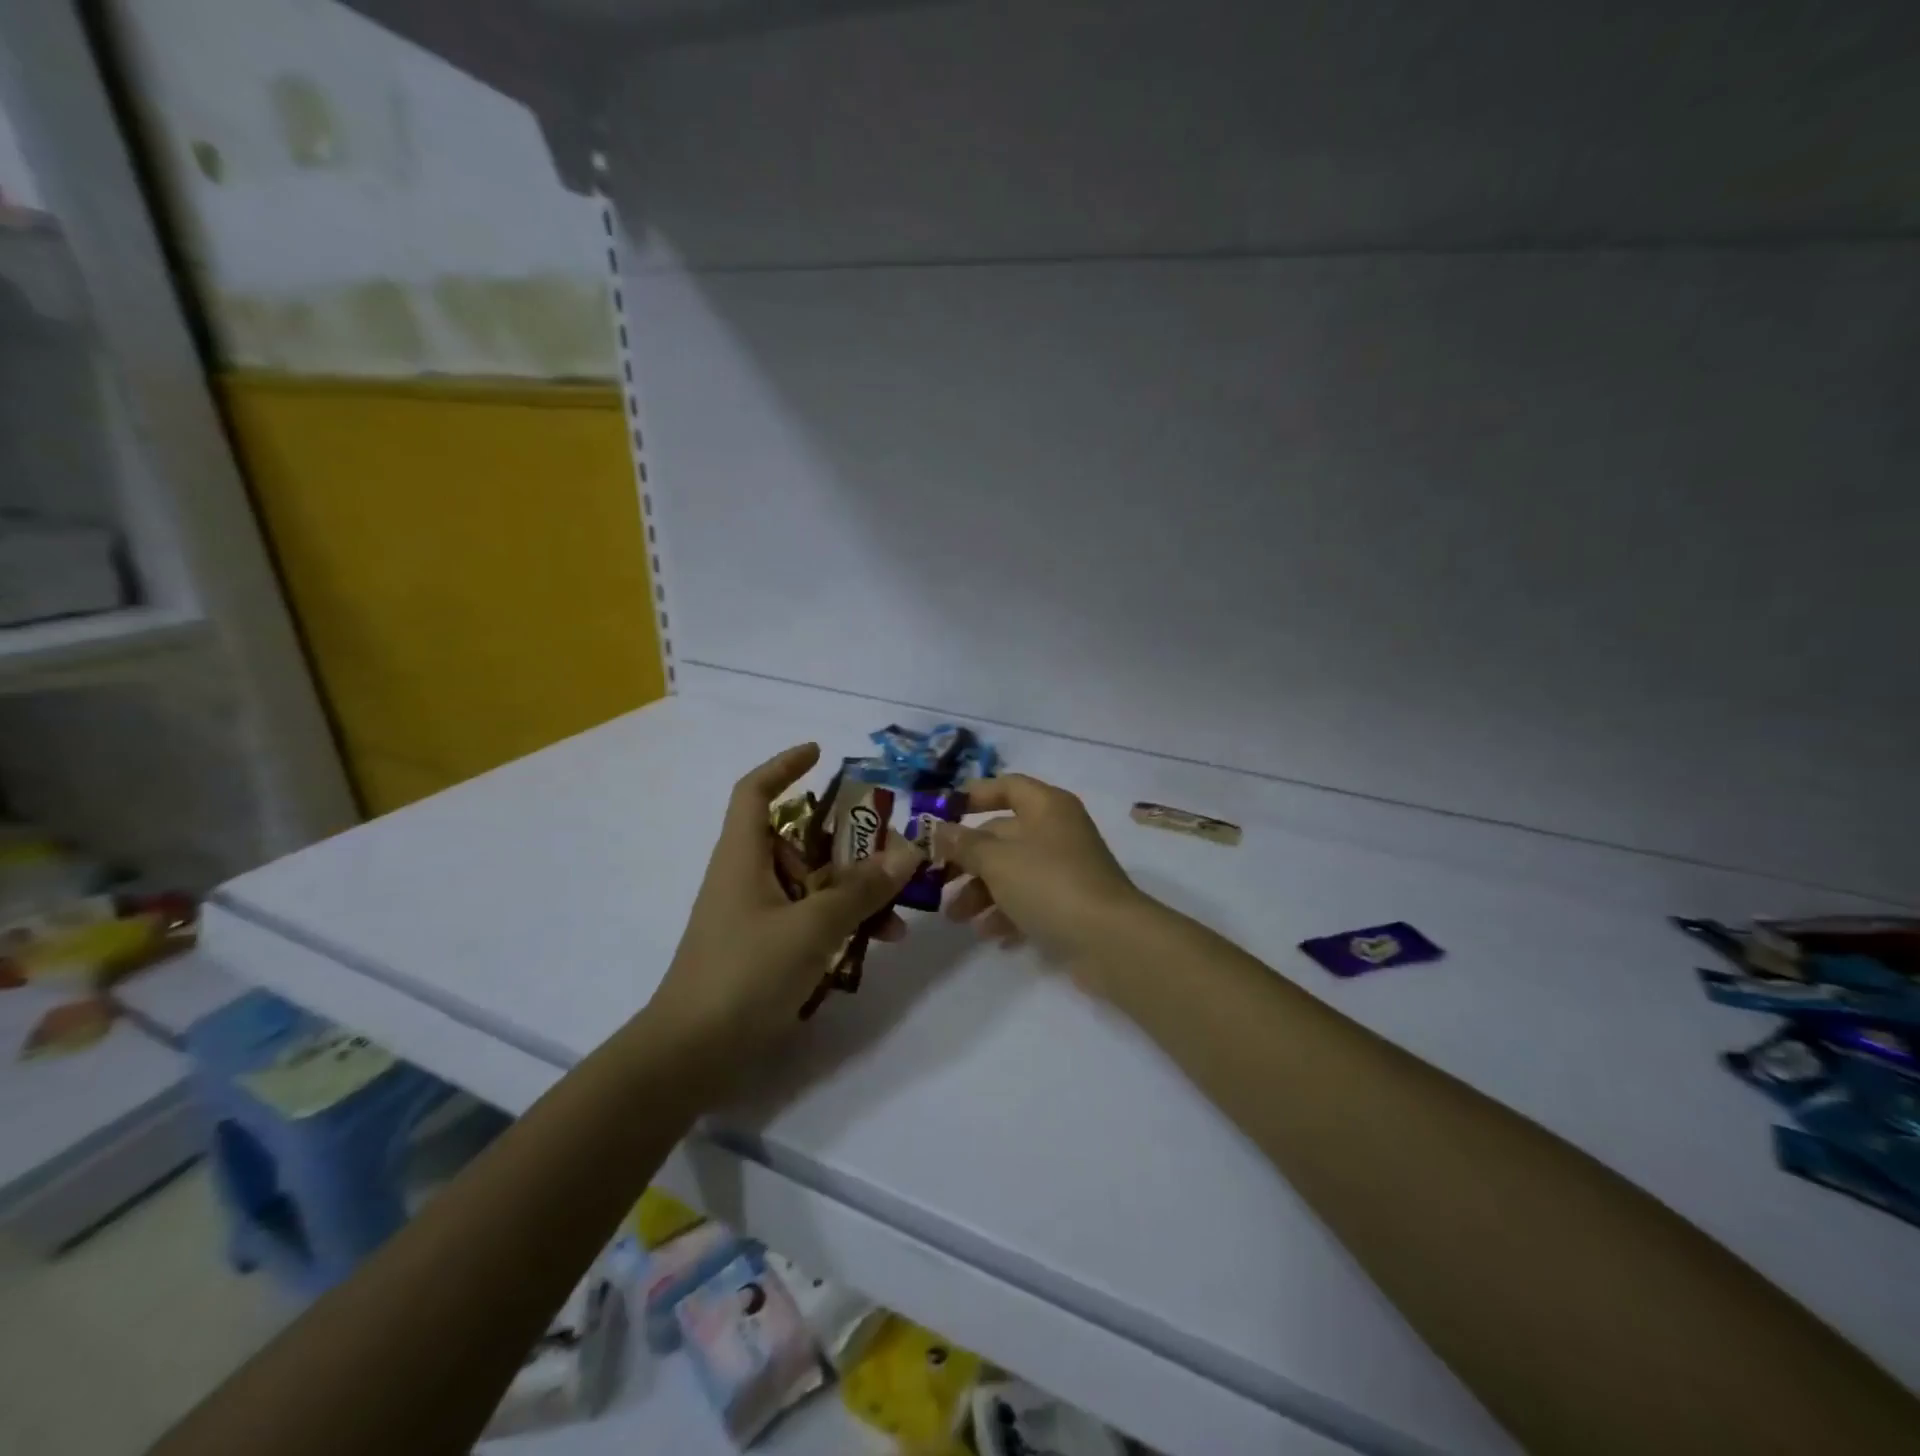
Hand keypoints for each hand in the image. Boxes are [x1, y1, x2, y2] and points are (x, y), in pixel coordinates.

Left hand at [648, 744, 921, 1062]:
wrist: (691, 1055)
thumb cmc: (744, 974)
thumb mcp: (811, 927)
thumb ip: (861, 889)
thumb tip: (908, 850)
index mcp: (743, 856)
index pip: (755, 791)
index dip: (784, 766)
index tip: (820, 753)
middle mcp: (747, 877)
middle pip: (798, 839)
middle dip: (847, 842)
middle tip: (891, 849)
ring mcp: (755, 916)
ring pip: (811, 884)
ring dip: (853, 891)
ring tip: (897, 914)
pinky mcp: (763, 950)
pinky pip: (809, 919)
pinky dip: (841, 923)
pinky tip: (877, 943)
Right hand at [935, 774, 1152, 973]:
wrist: (1110, 941)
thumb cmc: (1049, 884)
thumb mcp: (997, 860)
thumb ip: (964, 843)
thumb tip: (939, 829)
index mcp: (1046, 806)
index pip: (1006, 786)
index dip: (973, 795)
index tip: (940, 814)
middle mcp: (1057, 831)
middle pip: (1002, 834)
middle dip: (967, 858)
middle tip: (936, 879)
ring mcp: (1065, 868)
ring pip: (1012, 871)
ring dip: (980, 892)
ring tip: (956, 917)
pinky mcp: (1069, 903)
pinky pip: (1029, 900)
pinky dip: (1006, 913)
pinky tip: (988, 934)